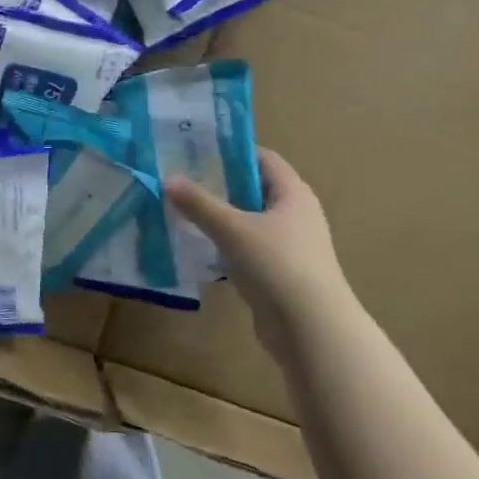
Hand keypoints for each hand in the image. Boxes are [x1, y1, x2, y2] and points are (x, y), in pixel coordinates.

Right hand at [165, 148, 346, 323]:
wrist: (311, 329)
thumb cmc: (277, 264)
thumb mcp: (232, 229)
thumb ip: (199, 204)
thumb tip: (167, 179)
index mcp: (293, 194)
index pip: (263, 159)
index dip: (232, 151)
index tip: (196, 150)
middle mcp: (296, 215)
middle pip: (254, 190)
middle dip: (220, 185)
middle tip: (182, 181)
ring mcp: (290, 247)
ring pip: (250, 222)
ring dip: (221, 218)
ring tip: (183, 212)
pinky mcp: (280, 274)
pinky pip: (249, 250)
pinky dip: (226, 247)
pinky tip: (200, 249)